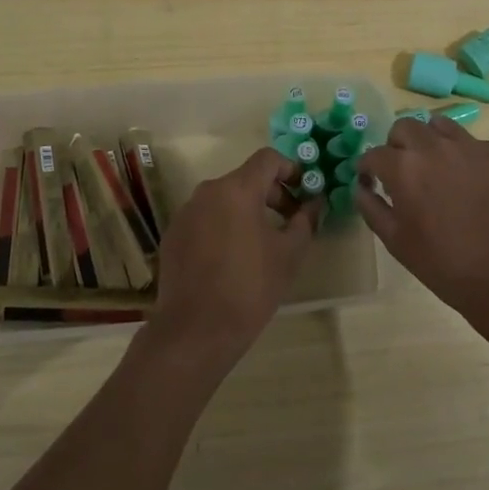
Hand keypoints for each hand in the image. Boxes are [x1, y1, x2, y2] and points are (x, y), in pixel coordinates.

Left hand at [147, 147, 321, 367]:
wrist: (195, 331)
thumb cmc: (250, 287)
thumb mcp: (289, 254)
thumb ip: (306, 220)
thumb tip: (316, 203)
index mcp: (237, 189)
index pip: (268, 159)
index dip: (291, 169)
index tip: (304, 192)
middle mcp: (207, 192)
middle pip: (246, 179)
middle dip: (272, 194)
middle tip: (291, 221)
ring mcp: (185, 213)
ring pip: (224, 199)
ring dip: (247, 211)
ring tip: (263, 242)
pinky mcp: (173, 235)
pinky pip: (205, 219)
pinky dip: (223, 226)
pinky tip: (232, 258)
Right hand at [357, 117, 488, 342]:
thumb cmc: (445, 265)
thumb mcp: (397, 242)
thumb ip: (371, 208)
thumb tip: (361, 187)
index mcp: (405, 168)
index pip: (374, 154)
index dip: (369, 168)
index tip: (372, 182)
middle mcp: (436, 146)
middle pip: (405, 127)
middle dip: (398, 146)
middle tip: (405, 172)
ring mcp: (473, 146)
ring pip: (441, 126)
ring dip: (432, 142)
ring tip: (440, 170)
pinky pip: (476, 145)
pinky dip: (467, 159)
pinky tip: (476, 187)